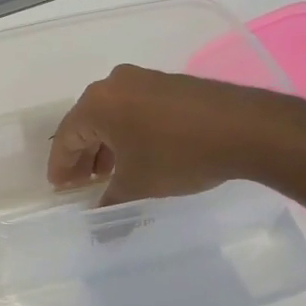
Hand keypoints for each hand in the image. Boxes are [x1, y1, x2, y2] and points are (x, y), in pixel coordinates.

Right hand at [47, 65, 288, 204]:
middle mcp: (114, 84)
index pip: (67, 136)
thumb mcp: (139, 184)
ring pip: (113, 115)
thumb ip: (112, 202)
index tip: (60, 187)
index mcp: (97, 103)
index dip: (61, 165)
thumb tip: (99, 226)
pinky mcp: (169, 84)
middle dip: (84, 155)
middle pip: (87, 122)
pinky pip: (135, 108)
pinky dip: (129, 131)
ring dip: (107, 144)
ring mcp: (143, 80)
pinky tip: (139, 154)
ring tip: (111, 173)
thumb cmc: (178, 154)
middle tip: (82, 183)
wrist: (245, 128)